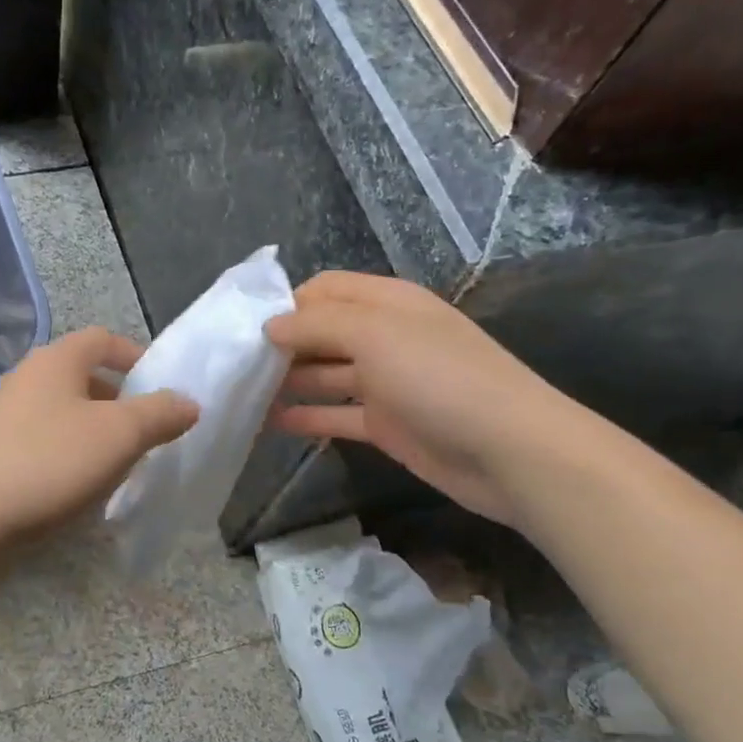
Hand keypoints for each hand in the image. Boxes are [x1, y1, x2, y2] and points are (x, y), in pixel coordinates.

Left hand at [0, 327, 198, 543]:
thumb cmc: (48, 464)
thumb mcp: (119, 436)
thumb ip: (160, 414)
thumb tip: (188, 402)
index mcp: (56, 361)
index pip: (103, 339)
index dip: (137, 356)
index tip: (163, 389)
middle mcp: (26, 380)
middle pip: (83, 378)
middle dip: (120, 403)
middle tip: (148, 435)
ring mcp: (3, 419)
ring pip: (63, 416)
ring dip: (95, 435)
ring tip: (119, 467)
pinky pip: (42, 447)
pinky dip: (67, 459)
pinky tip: (78, 491)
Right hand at [264, 271, 590, 527]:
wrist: (509, 451)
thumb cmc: (439, 378)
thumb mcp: (374, 335)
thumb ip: (316, 325)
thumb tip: (269, 326)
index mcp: (387, 303)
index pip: (326, 290)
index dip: (286, 304)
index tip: (243, 328)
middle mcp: (384, 337)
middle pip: (321, 332)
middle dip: (280, 345)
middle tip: (233, 366)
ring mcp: (386, 383)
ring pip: (325, 375)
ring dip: (288, 382)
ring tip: (241, 395)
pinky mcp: (386, 425)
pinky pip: (336, 415)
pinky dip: (307, 417)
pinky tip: (271, 423)